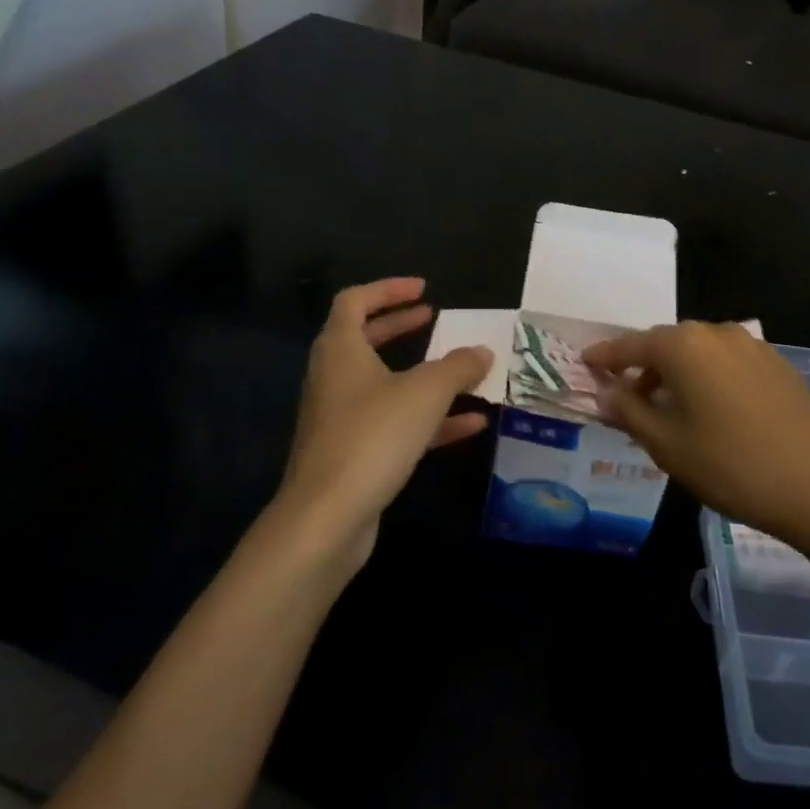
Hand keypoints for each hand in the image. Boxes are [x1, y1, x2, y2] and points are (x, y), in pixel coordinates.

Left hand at [275, 279, 492, 572]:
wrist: (327, 518)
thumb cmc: (373, 436)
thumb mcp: (426, 393)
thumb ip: (458, 367)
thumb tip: (483, 351)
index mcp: (340, 350)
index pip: (355, 301)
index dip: (388, 289)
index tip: (424, 290)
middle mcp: (335, 378)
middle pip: (366, 339)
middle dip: (401, 327)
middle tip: (434, 319)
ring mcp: (342, 418)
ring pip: (385, 384)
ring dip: (422, 375)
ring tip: (462, 370)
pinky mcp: (354, 453)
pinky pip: (395, 424)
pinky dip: (429, 419)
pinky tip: (470, 424)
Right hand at [583, 322, 809, 553]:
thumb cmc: (731, 464)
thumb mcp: (667, 444)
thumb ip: (628, 412)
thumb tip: (604, 394)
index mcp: (684, 345)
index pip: (631, 345)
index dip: (606, 356)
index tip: (585, 363)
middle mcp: (717, 333)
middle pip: (667, 344)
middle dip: (643, 367)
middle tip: (626, 397)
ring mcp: (752, 346)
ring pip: (699, 353)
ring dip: (676, 373)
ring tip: (668, 409)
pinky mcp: (777, 365)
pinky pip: (727, 363)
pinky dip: (707, 378)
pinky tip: (709, 411)